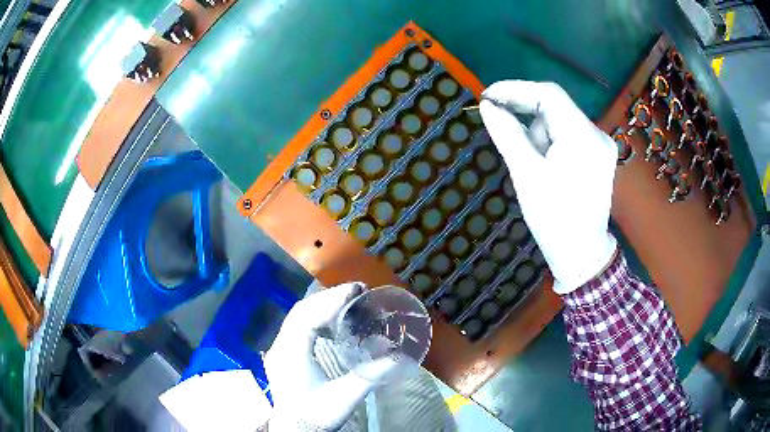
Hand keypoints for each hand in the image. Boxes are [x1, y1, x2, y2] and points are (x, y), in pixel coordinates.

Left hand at [264, 283, 397, 430]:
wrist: (294, 430)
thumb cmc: (316, 415)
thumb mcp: (345, 398)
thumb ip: (371, 377)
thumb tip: (400, 357)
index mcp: (291, 354)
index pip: (307, 316)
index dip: (331, 300)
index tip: (356, 290)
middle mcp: (280, 346)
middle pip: (300, 310)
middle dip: (328, 297)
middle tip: (357, 291)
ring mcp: (279, 349)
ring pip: (297, 316)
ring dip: (321, 305)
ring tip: (348, 302)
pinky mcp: (283, 354)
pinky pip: (297, 326)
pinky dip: (315, 317)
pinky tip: (331, 323)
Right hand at [480, 81, 617, 293]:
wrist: (581, 253)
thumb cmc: (553, 219)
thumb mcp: (526, 174)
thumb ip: (507, 134)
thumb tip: (488, 106)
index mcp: (582, 137)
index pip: (549, 94)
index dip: (516, 89)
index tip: (489, 96)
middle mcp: (597, 134)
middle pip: (555, 107)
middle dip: (527, 117)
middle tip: (505, 134)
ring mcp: (600, 145)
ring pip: (560, 122)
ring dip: (539, 134)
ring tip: (533, 166)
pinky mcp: (598, 155)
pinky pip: (568, 135)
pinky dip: (550, 142)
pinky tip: (546, 165)